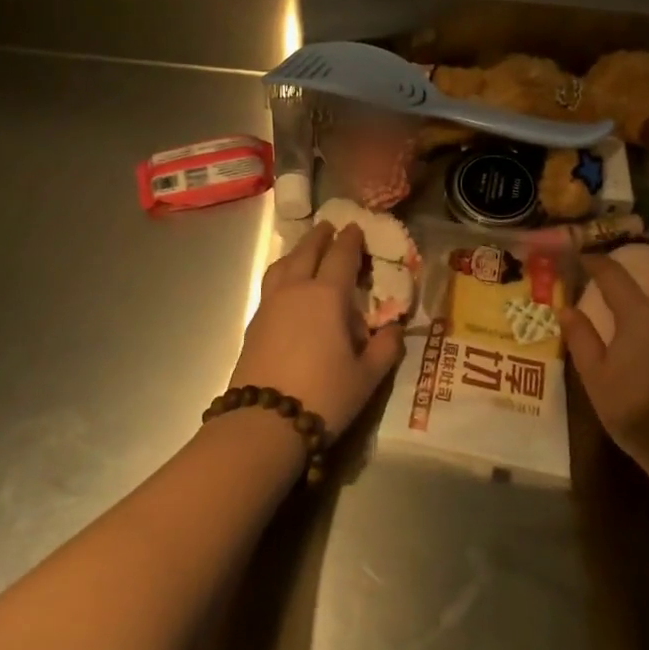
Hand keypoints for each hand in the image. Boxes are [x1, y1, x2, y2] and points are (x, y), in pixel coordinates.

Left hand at [230, 221, 404, 438]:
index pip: (341, 255)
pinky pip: (271, 283)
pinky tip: (287, 285)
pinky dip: (282, 272)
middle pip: (307, 251)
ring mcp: (270, 304)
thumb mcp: (367, 376)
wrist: (264, 422)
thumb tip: (394, 328)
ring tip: (305, 250)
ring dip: (297, 251)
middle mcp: (297, 289)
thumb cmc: (324, 395)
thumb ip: (386, 347)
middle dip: (321, 236)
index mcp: (327, 295)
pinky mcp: (254, 322)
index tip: (356, 228)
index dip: (351, 240)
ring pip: (283, 264)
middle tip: (330, 227)